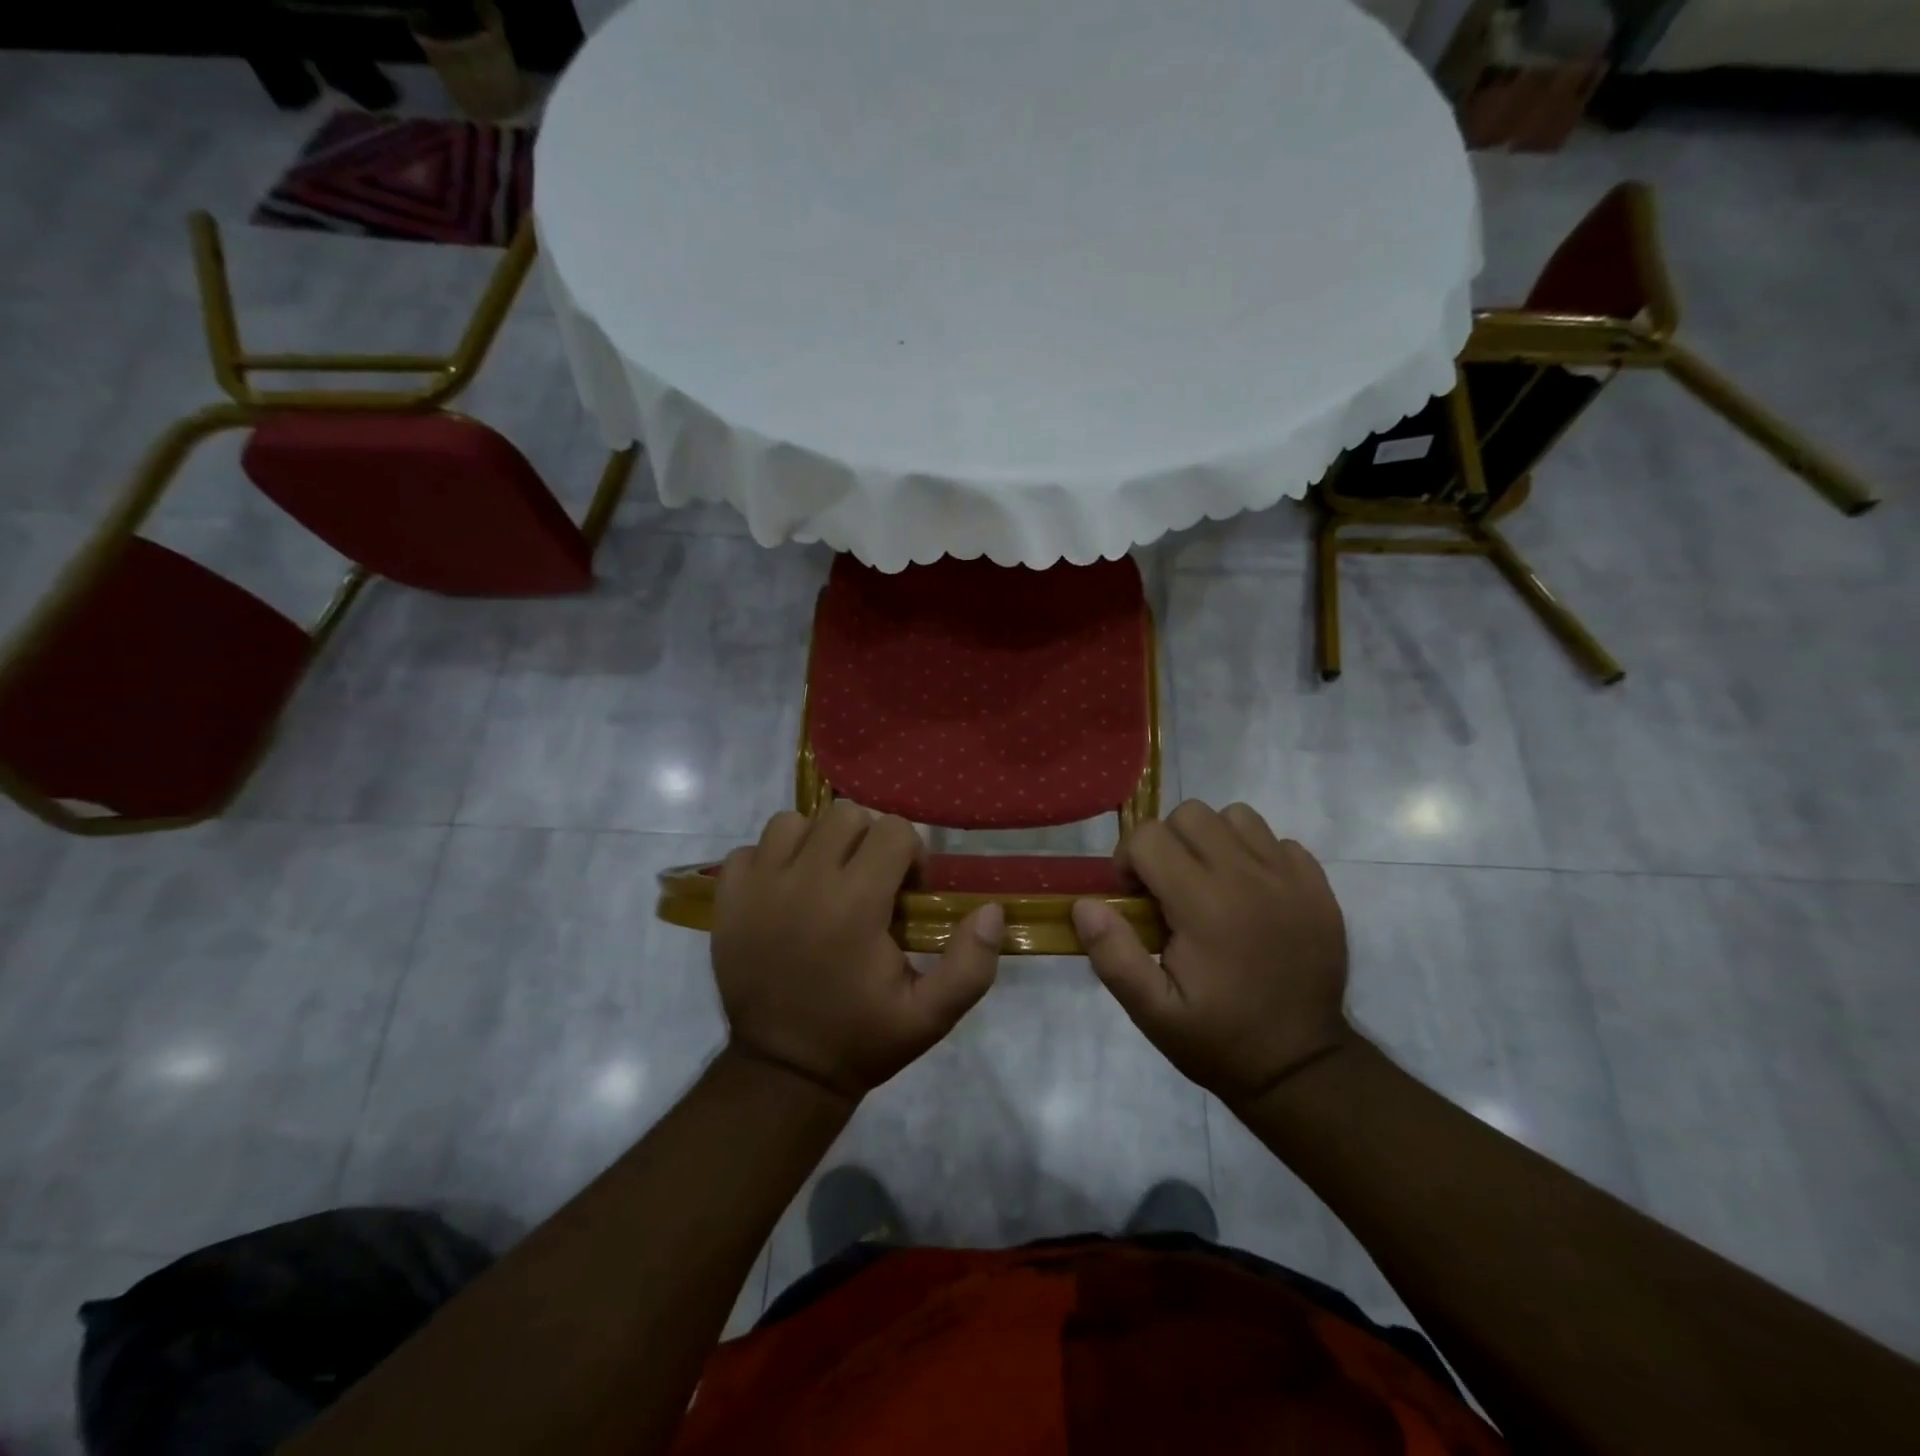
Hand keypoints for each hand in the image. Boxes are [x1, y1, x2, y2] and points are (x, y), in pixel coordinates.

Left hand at [712, 803, 1003, 1099]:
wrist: (783, 1072)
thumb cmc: (861, 1038)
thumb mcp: (930, 1016)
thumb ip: (970, 965)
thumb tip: (992, 910)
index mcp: (855, 904)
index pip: (893, 830)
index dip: (910, 855)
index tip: (906, 893)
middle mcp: (804, 881)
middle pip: (846, 815)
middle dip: (868, 840)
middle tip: (870, 882)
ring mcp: (758, 887)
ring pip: (794, 822)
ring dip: (817, 843)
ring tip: (825, 882)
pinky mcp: (728, 899)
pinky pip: (751, 849)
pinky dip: (771, 861)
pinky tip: (784, 894)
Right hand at [1071, 801, 1350, 1104]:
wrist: (1302, 1066)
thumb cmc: (1219, 1039)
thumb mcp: (1152, 1012)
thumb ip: (1113, 955)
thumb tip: (1085, 904)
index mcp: (1204, 904)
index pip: (1148, 837)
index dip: (1128, 861)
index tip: (1135, 899)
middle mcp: (1248, 877)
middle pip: (1190, 815)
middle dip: (1167, 844)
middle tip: (1168, 889)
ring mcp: (1289, 878)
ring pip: (1236, 817)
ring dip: (1212, 841)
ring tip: (1210, 884)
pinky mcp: (1317, 886)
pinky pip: (1277, 840)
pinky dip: (1256, 855)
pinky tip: (1251, 895)